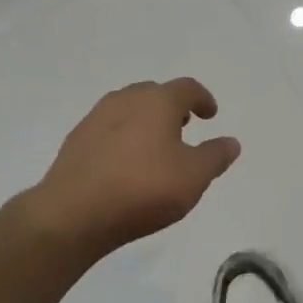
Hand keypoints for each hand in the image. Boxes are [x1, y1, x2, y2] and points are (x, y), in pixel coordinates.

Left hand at [31, 78, 240, 257]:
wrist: (72, 215)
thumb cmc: (142, 189)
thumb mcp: (194, 177)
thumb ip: (215, 156)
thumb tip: (231, 142)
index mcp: (158, 101)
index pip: (187, 88)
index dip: (203, 99)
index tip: (210, 115)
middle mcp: (126, 100)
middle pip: (154, 93)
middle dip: (172, 107)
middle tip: (183, 126)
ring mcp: (95, 119)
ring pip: (128, 109)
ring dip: (145, 120)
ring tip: (154, 146)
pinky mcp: (75, 141)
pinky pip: (107, 130)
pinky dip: (122, 137)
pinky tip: (124, 164)